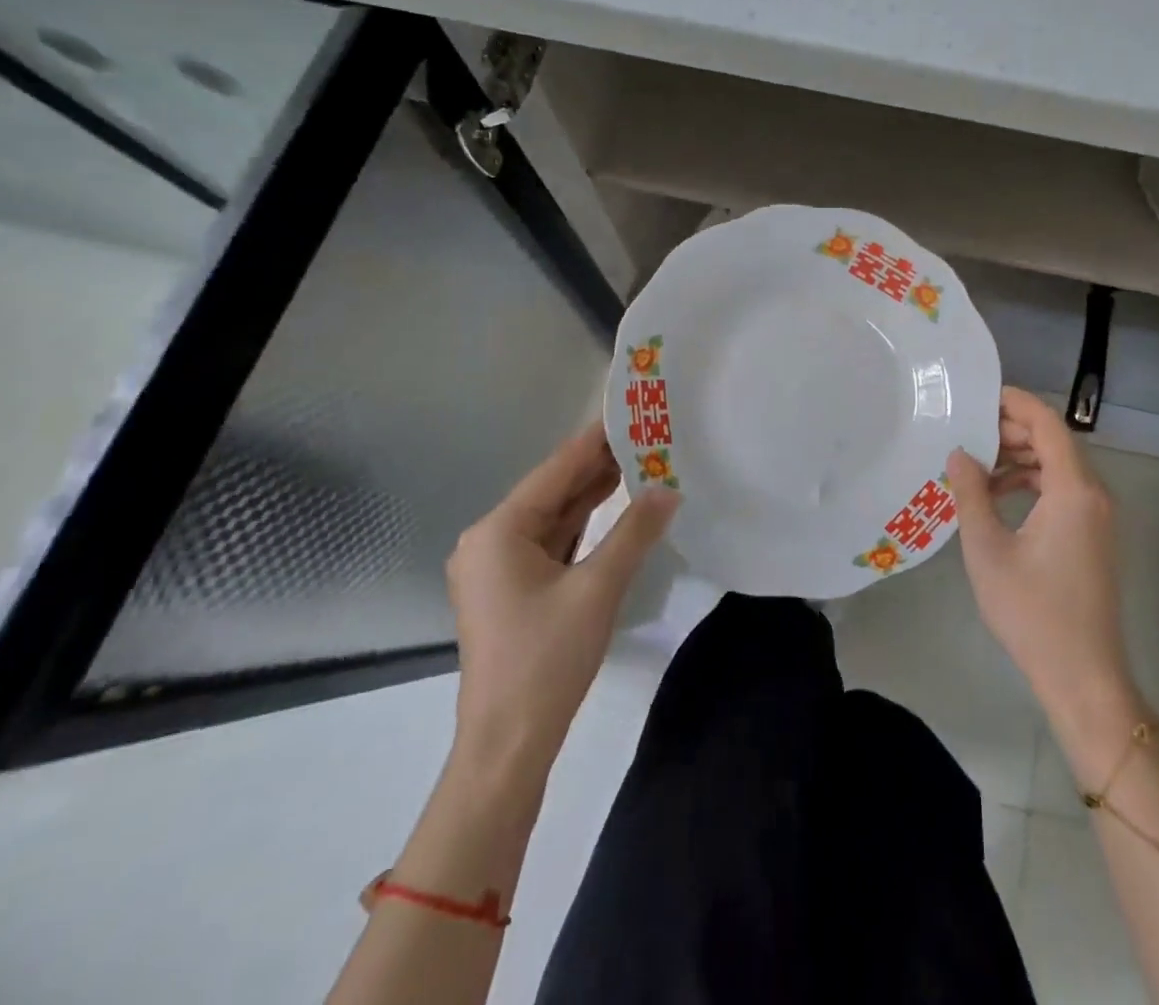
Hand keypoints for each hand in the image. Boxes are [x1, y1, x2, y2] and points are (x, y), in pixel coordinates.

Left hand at [445, 421, 678, 776]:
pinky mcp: (511, 588)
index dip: (595, 440)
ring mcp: (498, 566)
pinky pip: (552, 542)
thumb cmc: (546, 660)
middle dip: (598, 466)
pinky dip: (584, 525)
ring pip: (554, 517)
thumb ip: (634, 532)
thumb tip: (669, 488)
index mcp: (498, 530)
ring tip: (639, 461)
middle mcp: (490, 540)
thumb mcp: (598, 589)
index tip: (632, 413)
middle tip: (646, 436)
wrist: (508, 745)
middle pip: (553, 490)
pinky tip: (615, 507)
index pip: (556, 470)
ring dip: (593, 495)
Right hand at [946, 388, 1139, 729]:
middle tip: (968, 432)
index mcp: (1073, 490)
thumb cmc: (1032, 611)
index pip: (1048, 424)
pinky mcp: (1093, 535)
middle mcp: (1093, 494)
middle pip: (1055, 441)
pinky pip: (1064, 490)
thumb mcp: (987, 549)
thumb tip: (960, 453)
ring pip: (1059, 465)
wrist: (1082, 676)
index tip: (979, 395)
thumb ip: (971, 493)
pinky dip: (1033, 482)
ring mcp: (1097, 516)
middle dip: (1012, 430)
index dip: (1016, 403)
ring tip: (977, 465)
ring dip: (1021, 457)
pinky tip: (999, 495)